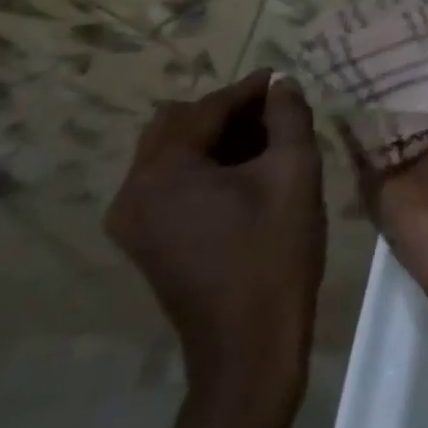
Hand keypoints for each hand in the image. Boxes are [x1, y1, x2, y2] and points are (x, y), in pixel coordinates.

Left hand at [107, 72, 325, 409]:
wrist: (250, 346)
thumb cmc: (274, 251)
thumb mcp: (294, 169)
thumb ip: (289, 114)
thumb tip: (281, 83)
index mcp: (162, 171)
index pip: (208, 108)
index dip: (250, 90)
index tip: (284, 80)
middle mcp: (133, 192)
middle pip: (179, 124)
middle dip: (228, 112)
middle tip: (274, 114)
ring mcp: (133, 221)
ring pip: (173, 152)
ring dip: (217, 138)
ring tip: (267, 141)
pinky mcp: (146, 242)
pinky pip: (171, 181)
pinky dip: (205, 166)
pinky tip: (247, 173)